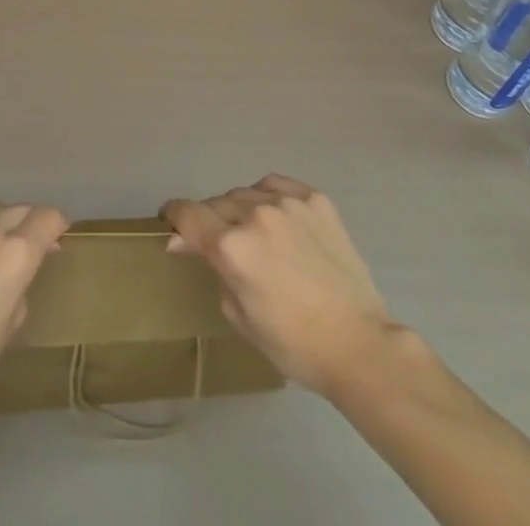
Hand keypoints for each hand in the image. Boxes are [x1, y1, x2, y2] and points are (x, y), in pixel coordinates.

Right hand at [162, 175, 405, 399]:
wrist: (359, 343)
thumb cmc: (294, 344)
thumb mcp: (239, 314)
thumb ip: (211, 269)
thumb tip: (183, 242)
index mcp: (231, 246)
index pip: (187, 214)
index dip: (173, 216)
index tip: (170, 222)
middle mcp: (255, 214)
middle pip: (216, 203)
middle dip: (210, 221)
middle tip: (219, 243)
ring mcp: (288, 202)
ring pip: (245, 193)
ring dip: (240, 209)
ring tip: (254, 233)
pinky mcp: (315, 199)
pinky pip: (277, 186)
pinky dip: (268, 197)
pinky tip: (277, 217)